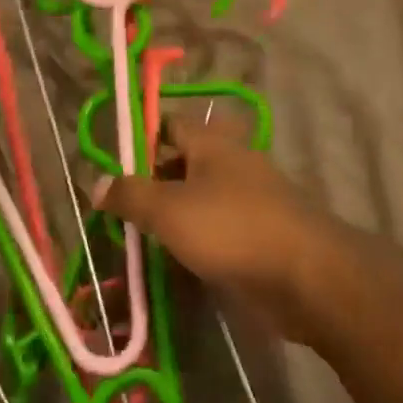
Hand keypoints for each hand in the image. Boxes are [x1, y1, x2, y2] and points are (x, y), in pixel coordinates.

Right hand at [93, 112, 347, 344]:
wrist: (307, 277)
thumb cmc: (232, 229)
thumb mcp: (170, 210)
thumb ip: (131, 195)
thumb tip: (95, 182)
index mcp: (212, 143)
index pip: (170, 125)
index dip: (141, 139)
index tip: (112, 163)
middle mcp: (232, 162)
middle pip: (183, 163)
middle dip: (152, 183)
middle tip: (118, 210)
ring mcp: (250, 199)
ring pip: (200, 199)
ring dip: (172, 217)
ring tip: (138, 241)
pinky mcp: (261, 234)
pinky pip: (218, 230)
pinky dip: (196, 242)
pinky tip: (175, 264)